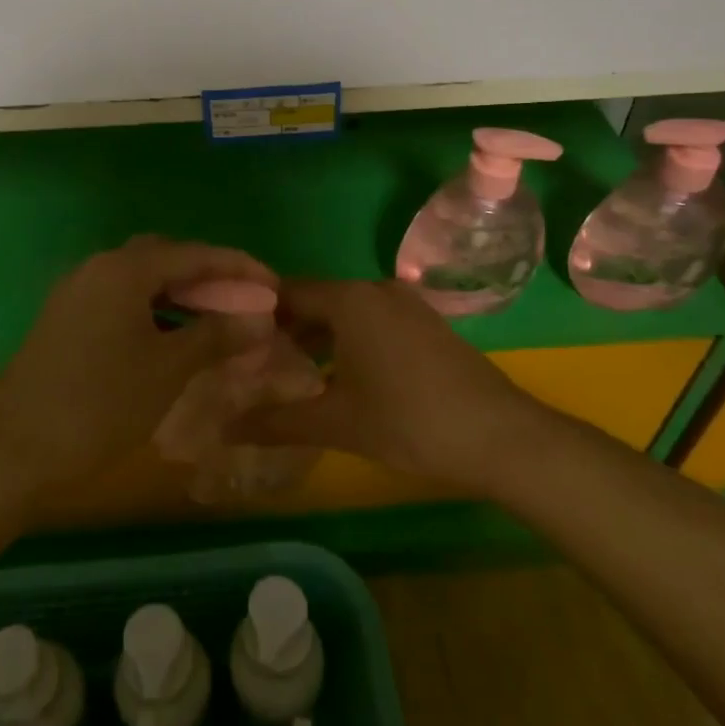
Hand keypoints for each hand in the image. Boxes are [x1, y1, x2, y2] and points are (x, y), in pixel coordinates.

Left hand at [0, 236, 277, 495]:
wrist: (13, 450)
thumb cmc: (100, 404)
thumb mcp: (168, 369)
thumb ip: (216, 335)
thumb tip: (260, 318)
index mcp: (124, 269)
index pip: (194, 254)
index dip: (238, 267)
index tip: (272, 283)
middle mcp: (98, 268)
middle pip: (165, 259)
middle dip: (208, 277)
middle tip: (242, 303)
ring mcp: (77, 293)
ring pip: (141, 281)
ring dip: (181, 296)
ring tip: (215, 323)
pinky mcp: (65, 319)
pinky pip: (121, 301)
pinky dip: (154, 312)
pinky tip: (173, 339)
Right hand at [236, 279, 537, 491]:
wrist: (500, 436)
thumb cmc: (409, 422)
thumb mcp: (337, 423)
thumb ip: (276, 422)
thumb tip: (224, 428)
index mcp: (350, 299)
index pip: (288, 292)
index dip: (259, 315)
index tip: (235, 342)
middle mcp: (376, 289)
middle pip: (317, 300)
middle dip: (288, 329)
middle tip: (258, 363)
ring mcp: (407, 304)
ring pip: (347, 312)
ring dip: (320, 337)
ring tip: (294, 373)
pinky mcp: (426, 323)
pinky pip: (374, 321)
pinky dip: (350, 340)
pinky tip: (342, 376)